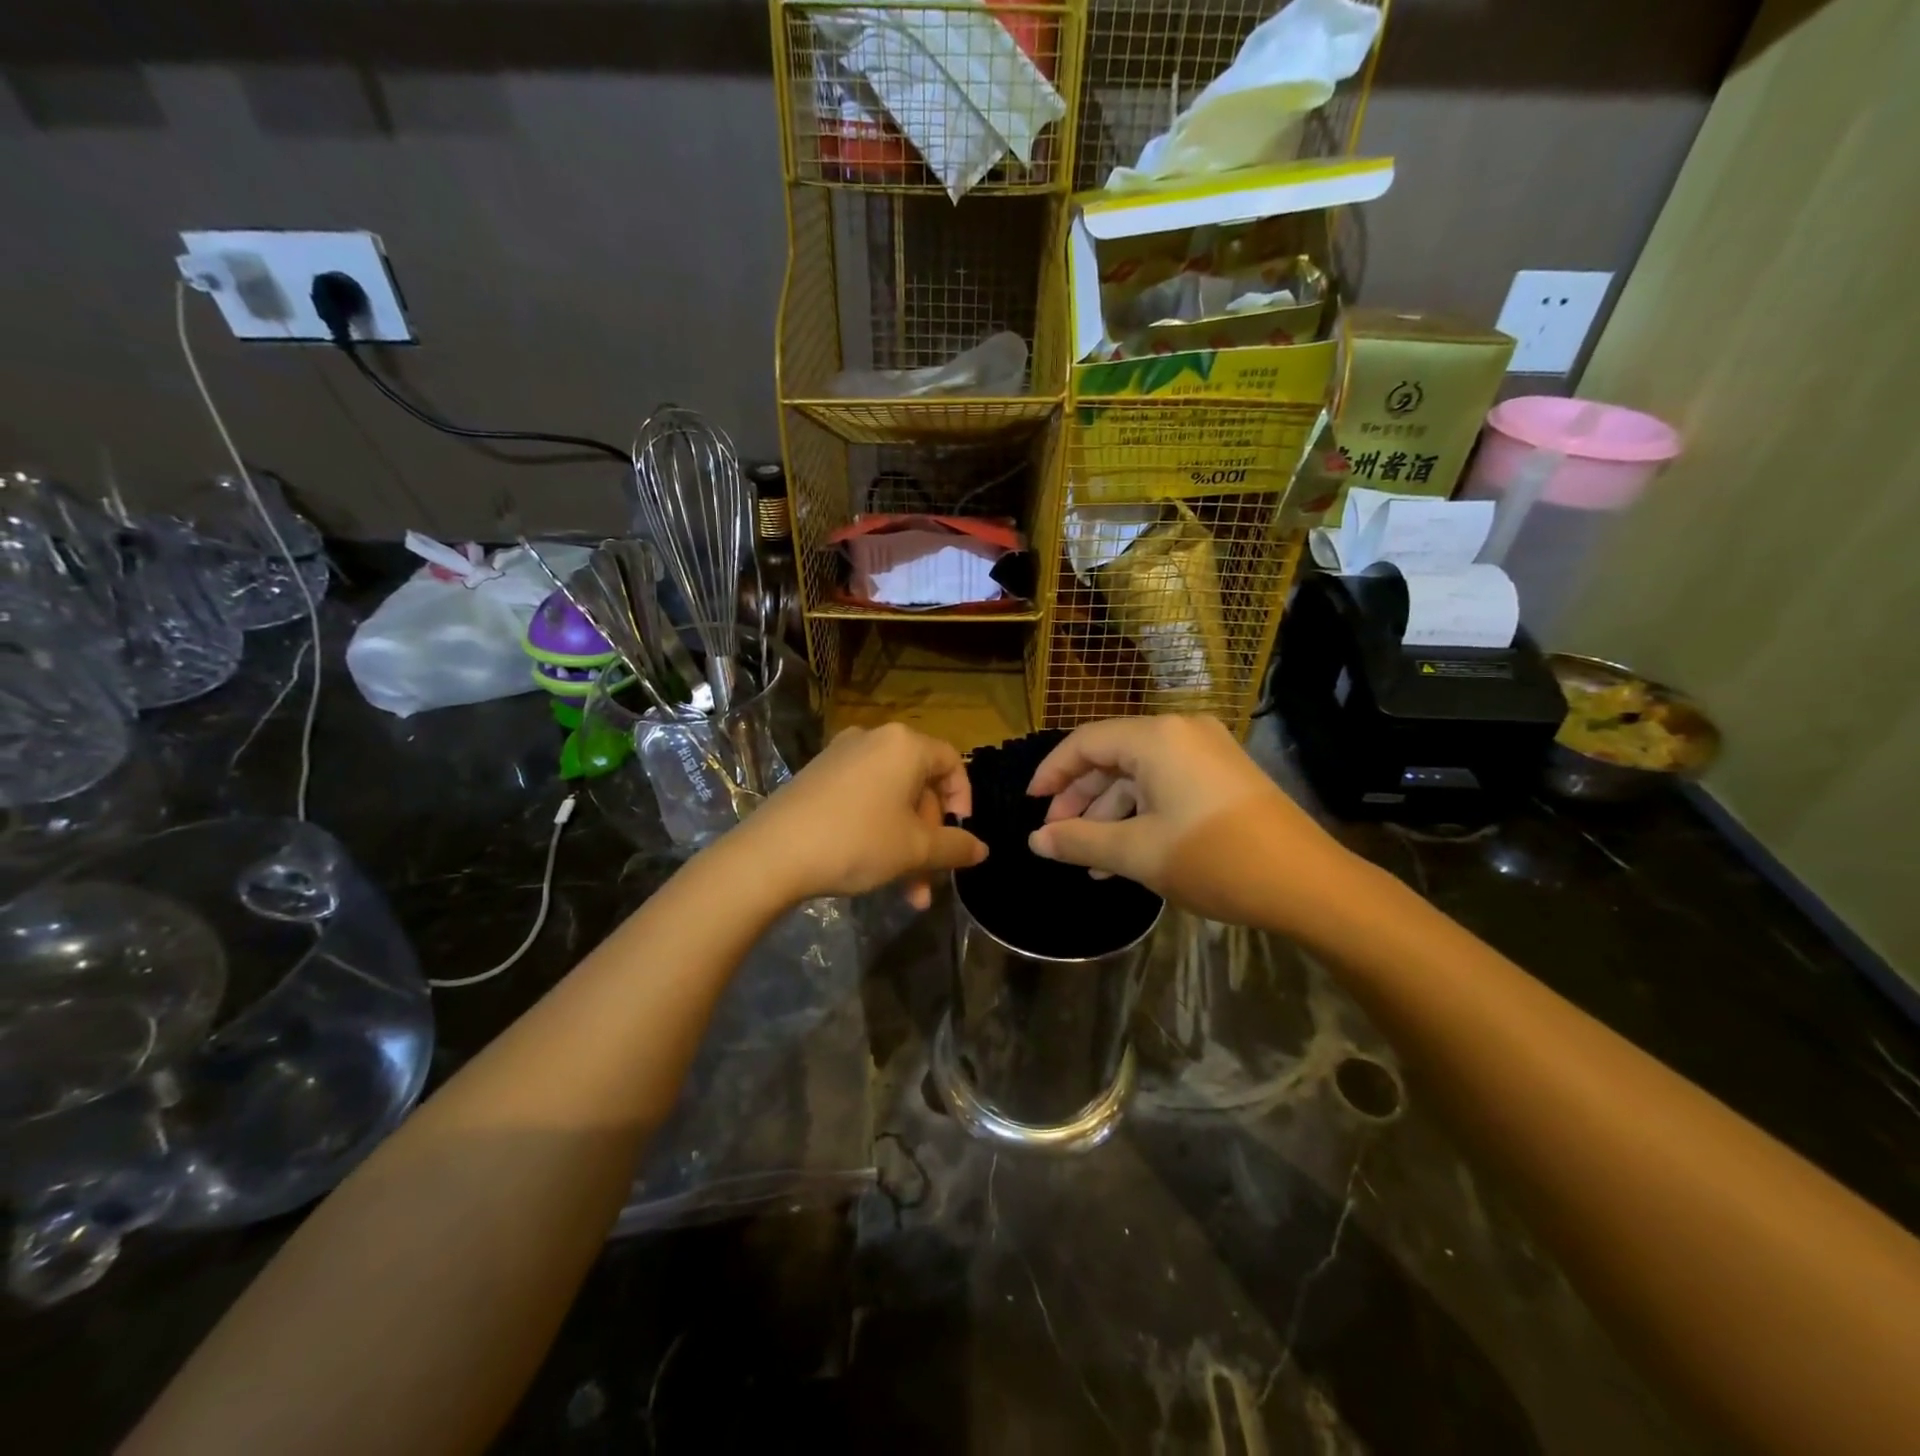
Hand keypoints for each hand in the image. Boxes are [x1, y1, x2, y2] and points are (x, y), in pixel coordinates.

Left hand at [735, 723, 986, 908]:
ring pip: (891, 800)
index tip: (959, 838)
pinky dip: (877, 830)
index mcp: (904, 745)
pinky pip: (862, 799)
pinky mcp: (817, 776)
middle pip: (919, 786)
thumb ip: (955, 847)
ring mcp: (841, 756)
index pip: (951, 763)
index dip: (963, 801)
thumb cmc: (857, 841)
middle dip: (929, 837)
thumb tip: (982, 849)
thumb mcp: (915, 850)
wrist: (772, 854)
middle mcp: (874, 739)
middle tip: (929, 880)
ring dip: (905, 844)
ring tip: (907, 894)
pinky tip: (873, 870)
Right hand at [1026, 716, 1345, 925]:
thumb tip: (1035, 842)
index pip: (1085, 743)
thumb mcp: (1138, 853)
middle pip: (1111, 757)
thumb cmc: (1214, 859)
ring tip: (1087, 860)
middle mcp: (1180, 732)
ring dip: (1109, 814)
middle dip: (1079, 799)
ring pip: (1138, 775)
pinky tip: (1123, 855)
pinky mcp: (1222, 775)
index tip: (1030, 806)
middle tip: (1057, 838)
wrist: (1308, 884)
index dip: (1052, 773)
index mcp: (1156, 737)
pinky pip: (1165, 785)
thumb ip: (1079, 842)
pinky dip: (1140, 814)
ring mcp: (1206, 752)